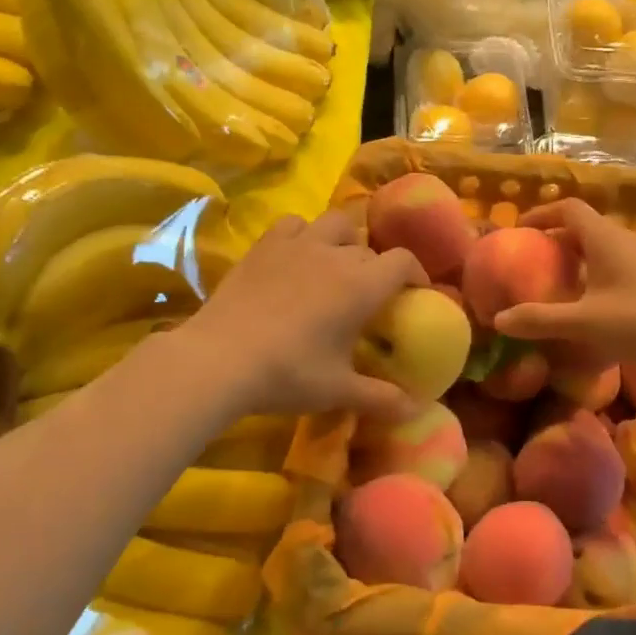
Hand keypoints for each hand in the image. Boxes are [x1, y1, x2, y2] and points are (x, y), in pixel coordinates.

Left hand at [180, 210, 425, 419]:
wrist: (219, 359)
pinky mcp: (264, 246)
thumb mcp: (338, 391)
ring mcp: (297, 245)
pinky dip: (304, 233)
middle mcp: (335, 255)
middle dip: (377, 267)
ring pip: (335, 224)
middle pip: (368, 248)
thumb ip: (381, 397)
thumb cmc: (288, 374)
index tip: (415, 292)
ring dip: (344, 240)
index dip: (416, 273)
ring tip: (336, 264)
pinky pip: (294, 224)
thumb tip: (416, 410)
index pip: (403, 261)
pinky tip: (297, 255)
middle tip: (370, 295)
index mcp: (362, 286)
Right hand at [494, 199, 635, 369]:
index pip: (569, 208)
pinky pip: (617, 263)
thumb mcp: (584, 323)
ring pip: (602, 246)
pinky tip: (591, 302)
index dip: (542, 214)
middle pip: (584, 227)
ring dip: (578, 257)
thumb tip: (499, 320)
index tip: (520, 230)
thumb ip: (540, 320)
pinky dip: (596, 272)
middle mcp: (625, 240)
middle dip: (556, 239)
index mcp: (605, 238)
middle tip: (532, 260)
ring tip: (557, 282)